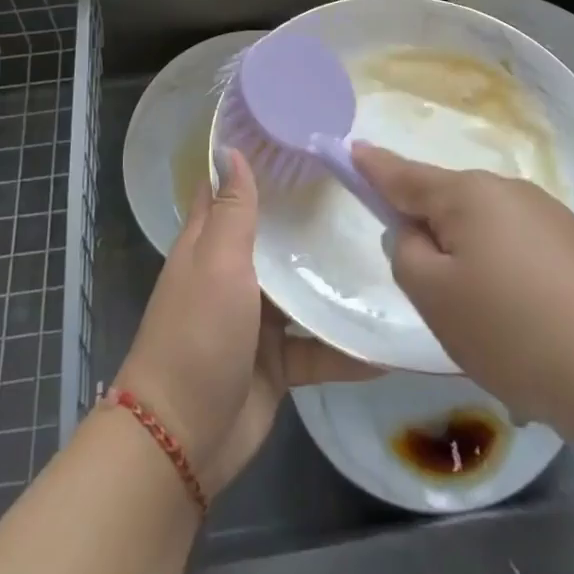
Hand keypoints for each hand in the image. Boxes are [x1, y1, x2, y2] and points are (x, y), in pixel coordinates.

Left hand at [115, 149, 376, 494]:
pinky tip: (390, 342)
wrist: (183, 437)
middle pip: (275, 235)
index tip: (298, 136)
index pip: (230, 189)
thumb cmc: (198, 333)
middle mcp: (234, 273)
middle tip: (362, 189)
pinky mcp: (278, 361)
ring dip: (334, 277)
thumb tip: (230, 148)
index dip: (256, 162)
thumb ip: (233, 209)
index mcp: (211, 242)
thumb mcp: (217, 262)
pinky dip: (348, 347)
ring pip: (301, 288)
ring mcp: (257, 319)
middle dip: (310, 215)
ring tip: (390, 253)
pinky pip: (319, 346)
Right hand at [355, 144, 573, 470]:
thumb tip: (416, 235)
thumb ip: (407, 256)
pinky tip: (527, 334)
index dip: (372, 166)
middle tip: (435, 301)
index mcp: (466, 195)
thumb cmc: (518, 330)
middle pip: (446, 206)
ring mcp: (547, 216)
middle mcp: (506, 191)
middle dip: (431, 240)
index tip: (350, 149)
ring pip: (484, 235)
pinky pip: (519, 255)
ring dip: (472, 269)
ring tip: (489, 332)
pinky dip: (508, 285)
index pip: (403, 174)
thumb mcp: (437, 299)